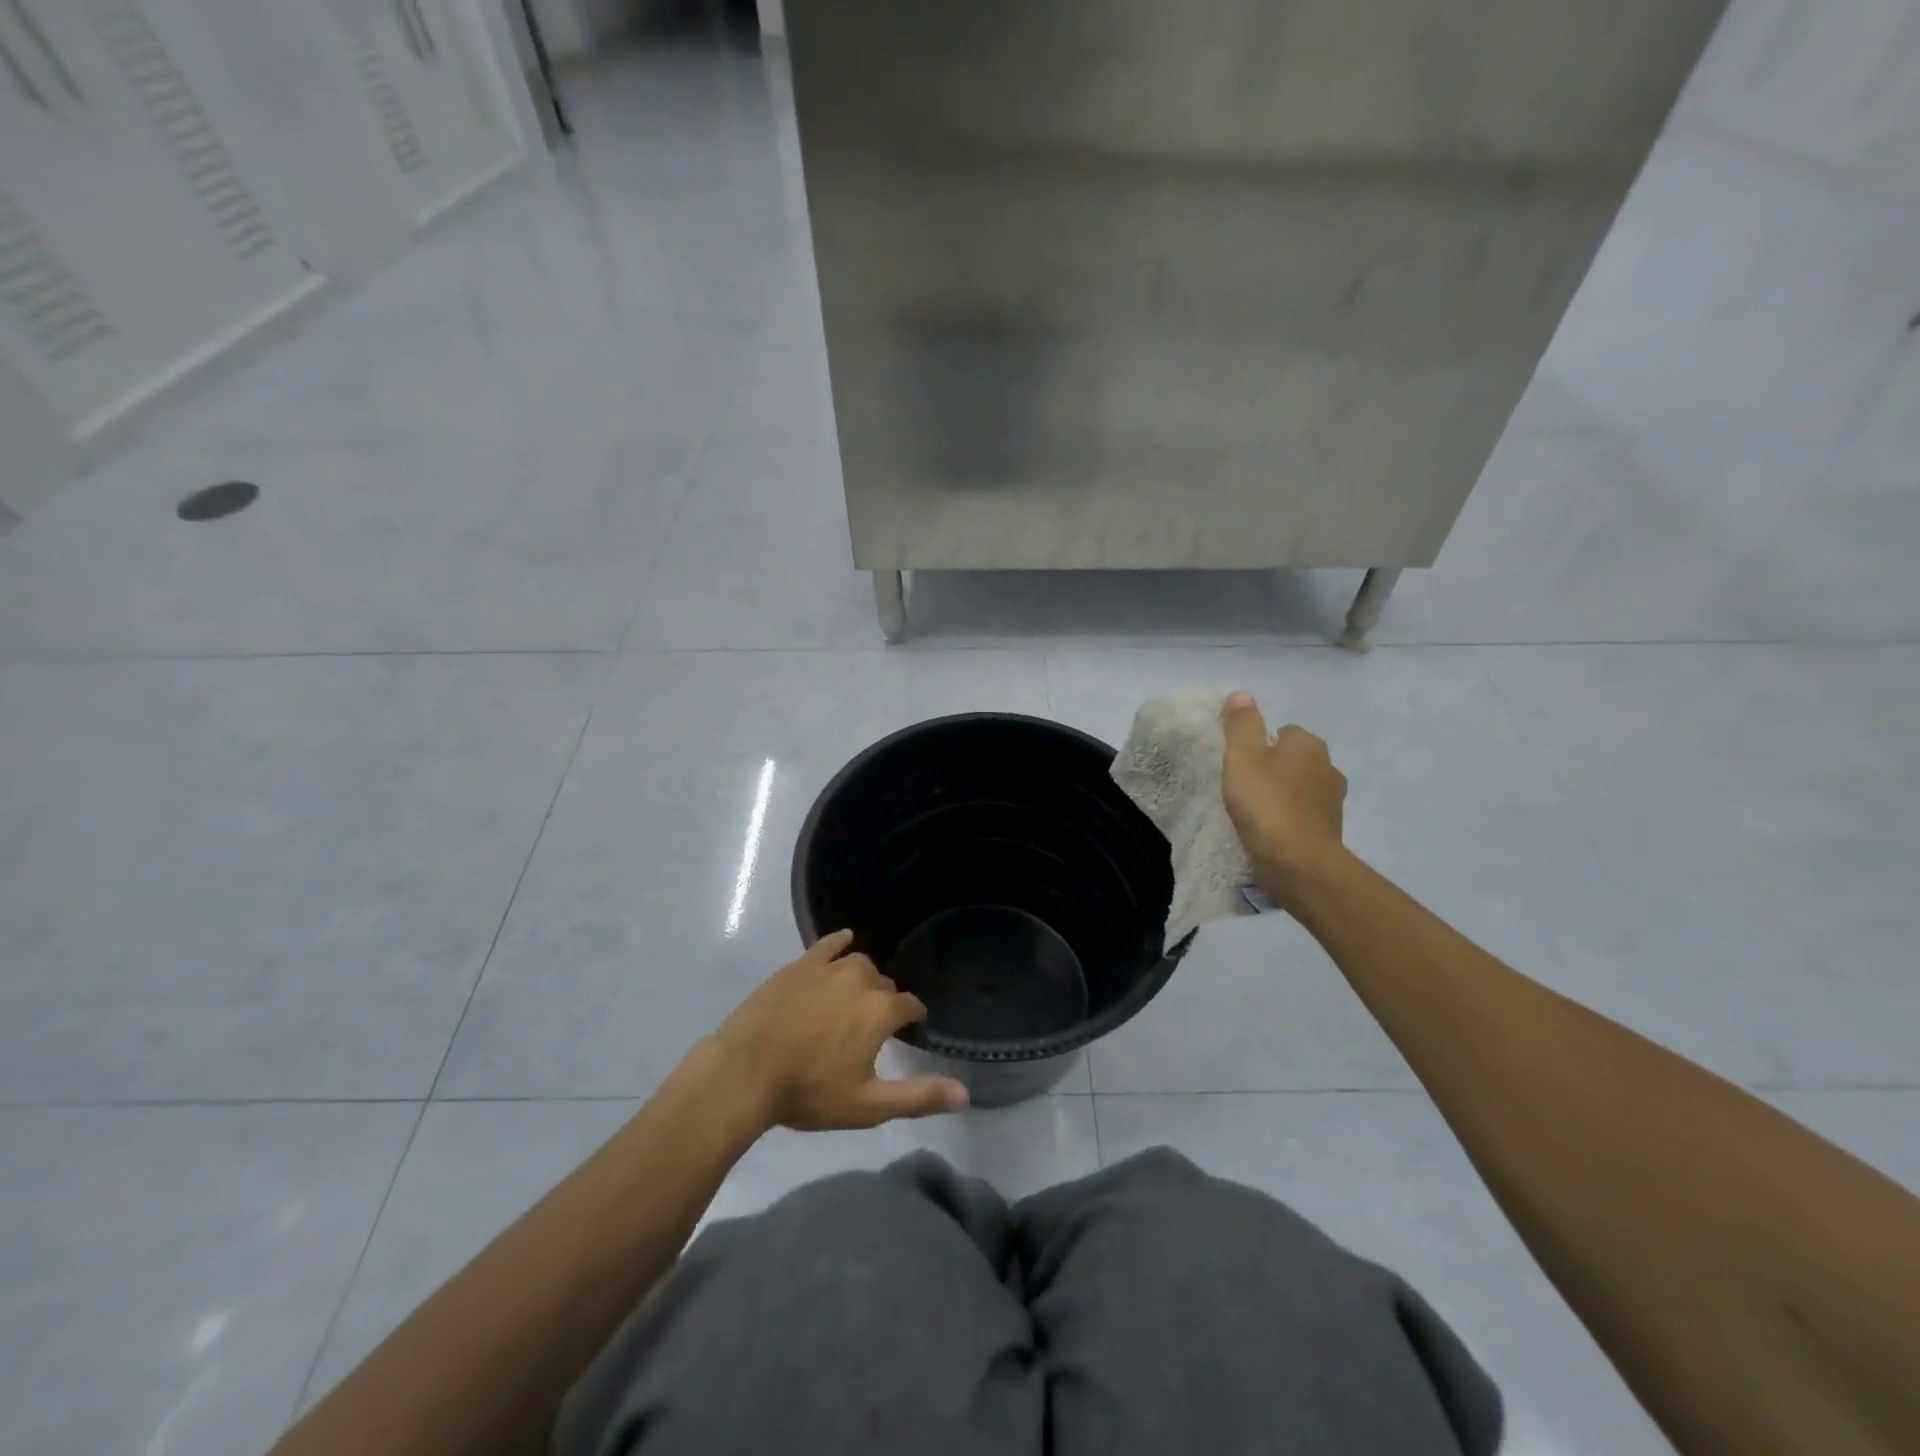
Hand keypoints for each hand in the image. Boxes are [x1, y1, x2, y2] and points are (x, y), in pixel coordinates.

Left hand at [707, 931, 969, 1131]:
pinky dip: (840, 943)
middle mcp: (861, 979)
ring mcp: (828, 967)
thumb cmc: (809, 1092)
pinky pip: (829, 944)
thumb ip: (919, 1096)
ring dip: (863, 979)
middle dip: (884, 1002)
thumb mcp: (868, 1106)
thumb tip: (966, 1094)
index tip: (908, 1032)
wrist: (745, 1074)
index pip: (911, 1005)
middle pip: (884, 985)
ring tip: (854, 999)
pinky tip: (844, 942)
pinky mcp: (800, 965)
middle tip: (870, 1028)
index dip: (912, 1019)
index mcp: (881, 1010)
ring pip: (859, 964)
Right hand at [1220, 692, 1348, 908]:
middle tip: (1244, 787)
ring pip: (1301, 787)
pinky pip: (1305, 814)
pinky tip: (1270, 831)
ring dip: (1284, 794)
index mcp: (1307, 744)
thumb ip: (1241, 725)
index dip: (1259, 744)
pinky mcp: (1331, 829)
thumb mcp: (1241, 757)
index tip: (1240, 763)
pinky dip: (1290, 818)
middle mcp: (1328, 766)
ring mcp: (1333, 800)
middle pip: (1294, 759)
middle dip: (1274, 768)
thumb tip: (1242, 694)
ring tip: (1255, 812)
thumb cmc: (1266, 803)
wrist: (1298, 862)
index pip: (1282, 731)